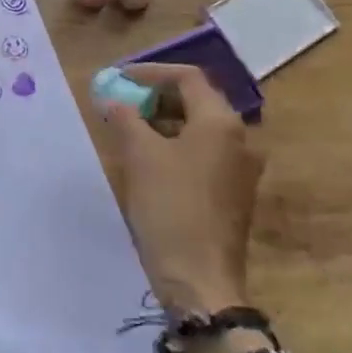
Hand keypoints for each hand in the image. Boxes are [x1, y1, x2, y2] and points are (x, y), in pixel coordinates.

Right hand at [98, 63, 261, 315]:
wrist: (200, 279)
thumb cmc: (170, 208)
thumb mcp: (139, 156)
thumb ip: (124, 117)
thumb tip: (111, 97)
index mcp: (221, 122)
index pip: (188, 77)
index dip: (150, 73)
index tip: (118, 79)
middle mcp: (239, 138)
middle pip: (196, 101)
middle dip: (155, 97)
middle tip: (121, 102)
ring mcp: (240, 168)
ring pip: (199, 129)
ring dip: (163, 122)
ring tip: (128, 129)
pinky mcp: (233, 193)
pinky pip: (203, 154)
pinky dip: (175, 146)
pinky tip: (148, 160)